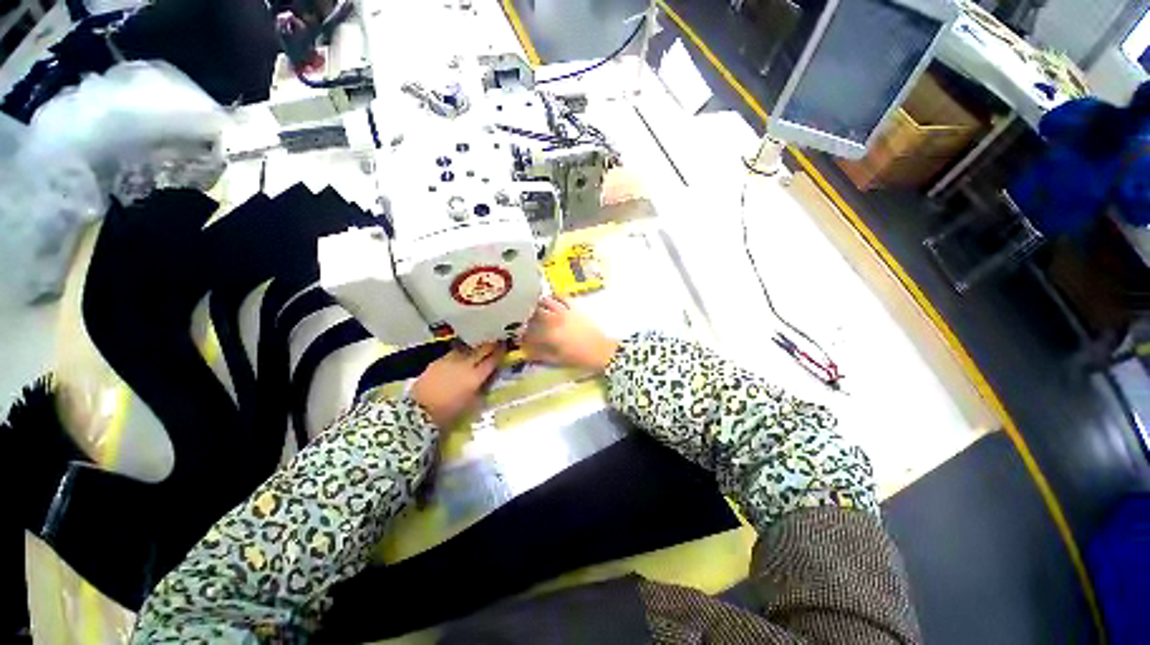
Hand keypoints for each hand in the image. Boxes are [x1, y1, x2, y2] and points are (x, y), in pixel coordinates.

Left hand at [413, 342, 504, 428]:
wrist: (419, 411)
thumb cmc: (449, 413)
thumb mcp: (472, 405)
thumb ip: (481, 391)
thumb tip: (486, 383)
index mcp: (476, 376)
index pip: (492, 360)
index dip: (500, 352)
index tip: (505, 347)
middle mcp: (465, 364)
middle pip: (481, 350)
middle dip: (489, 346)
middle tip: (495, 343)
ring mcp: (450, 360)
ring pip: (466, 349)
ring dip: (473, 349)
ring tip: (476, 350)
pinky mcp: (437, 361)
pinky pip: (452, 354)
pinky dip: (459, 355)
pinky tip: (458, 359)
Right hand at [521, 296, 618, 371]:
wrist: (601, 350)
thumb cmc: (579, 357)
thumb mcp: (558, 359)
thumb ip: (539, 354)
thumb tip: (525, 350)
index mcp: (549, 334)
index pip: (529, 331)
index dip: (521, 334)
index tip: (518, 336)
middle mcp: (555, 319)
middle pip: (534, 313)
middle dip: (526, 316)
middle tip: (524, 321)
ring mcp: (565, 311)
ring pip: (545, 302)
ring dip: (537, 304)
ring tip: (534, 309)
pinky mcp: (574, 307)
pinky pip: (561, 297)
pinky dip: (553, 297)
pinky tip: (550, 301)